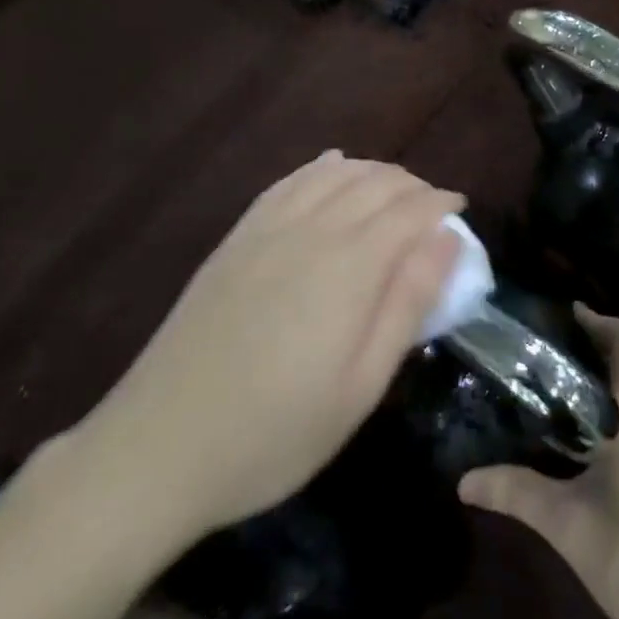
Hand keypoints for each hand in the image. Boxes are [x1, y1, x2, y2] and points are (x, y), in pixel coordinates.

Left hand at [70, 152, 462, 558]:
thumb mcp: (361, 386)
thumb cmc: (275, 432)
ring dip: (373, 173)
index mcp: (350, 266)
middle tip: (433, 210)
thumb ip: (408, 304)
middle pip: (375, 184)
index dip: (442, 204)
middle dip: (413, 186)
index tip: (461, 213)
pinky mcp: (235, 240)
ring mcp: (266, 230)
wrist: (157, 449)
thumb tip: (448, 240)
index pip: (410, 210)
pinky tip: (332, 169)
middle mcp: (311, 231)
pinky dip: (320, 170)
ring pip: (333, 175)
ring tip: (394, 190)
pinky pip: (287, 183)